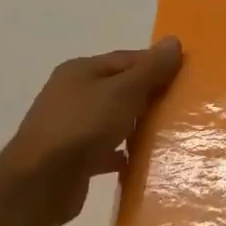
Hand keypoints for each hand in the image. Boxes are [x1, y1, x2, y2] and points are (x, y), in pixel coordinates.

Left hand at [0, 39, 182, 225]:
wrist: (39, 183)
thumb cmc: (83, 127)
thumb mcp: (123, 92)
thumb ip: (150, 69)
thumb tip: (174, 41)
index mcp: (81, 70)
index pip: (127, 59)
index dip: (156, 64)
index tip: (186, 76)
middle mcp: (72, 94)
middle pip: (120, 89)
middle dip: (149, 96)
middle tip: (182, 106)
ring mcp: (70, 127)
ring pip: (113, 120)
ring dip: (137, 125)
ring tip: (168, 134)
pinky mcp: (73, 158)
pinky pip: (105, 150)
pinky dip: (122, 153)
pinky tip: (142, 162)